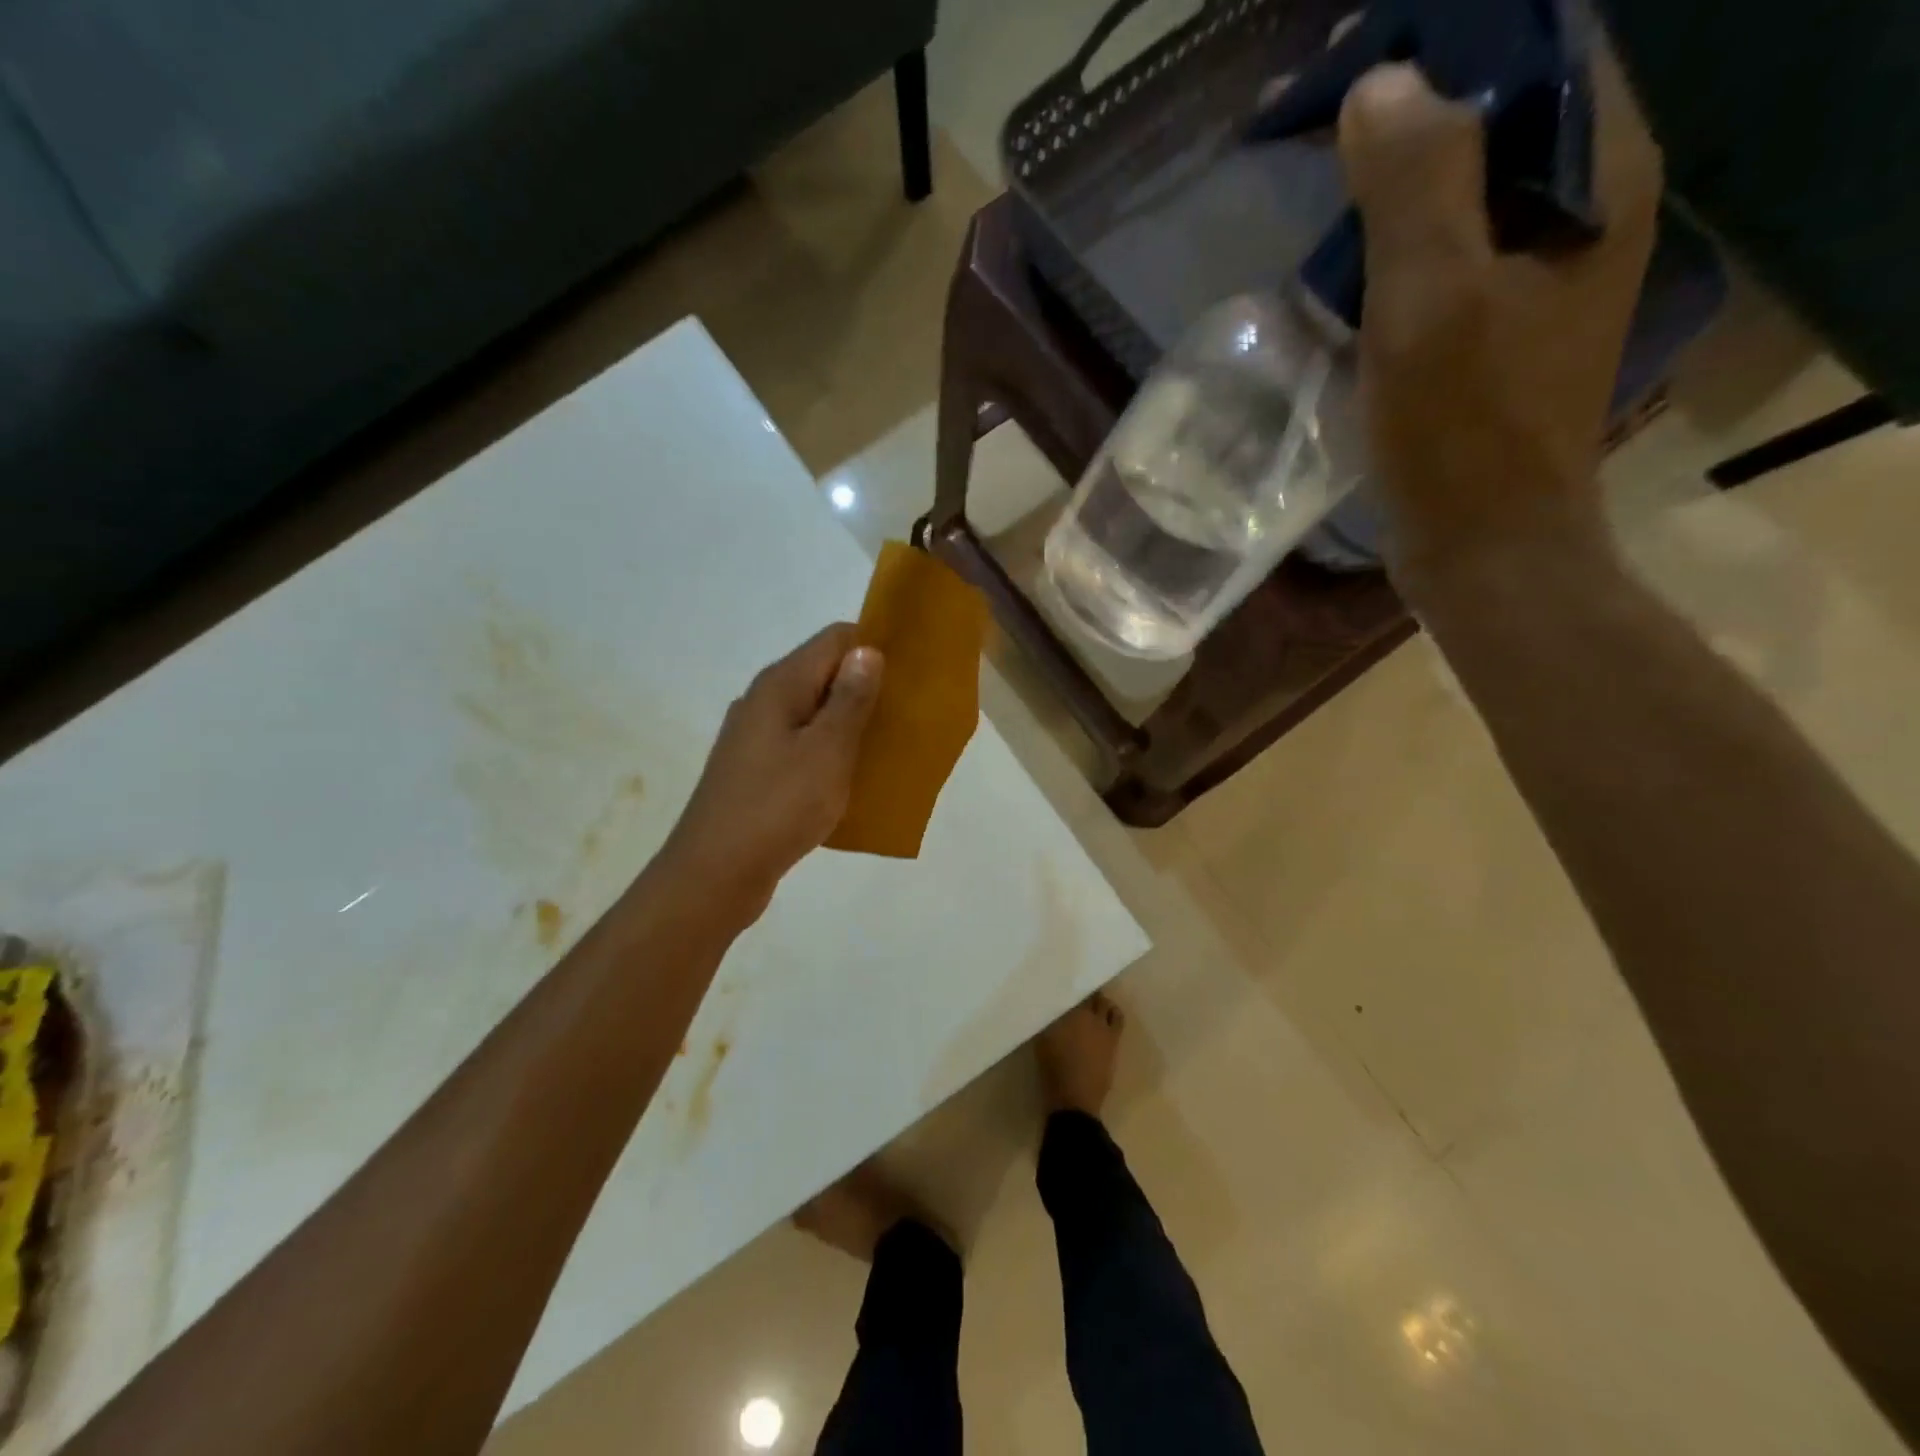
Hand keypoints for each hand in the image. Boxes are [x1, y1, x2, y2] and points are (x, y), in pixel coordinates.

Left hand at [660, 624, 881, 922]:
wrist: (715, 874)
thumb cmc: (778, 807)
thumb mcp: (827, 751)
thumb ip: (850, 699)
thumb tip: (867, 650)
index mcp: (780, 685)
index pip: (835, 639)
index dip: (873, 647)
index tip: (909, 674)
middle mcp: (763, 701)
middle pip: (823, 674)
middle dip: (866, 687)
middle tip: (906, 714)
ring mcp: (755, 737)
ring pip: (812, 713)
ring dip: (849, 723)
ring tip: (887, 747)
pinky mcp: (754, 770)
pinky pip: (801, 745)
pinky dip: (828, 752)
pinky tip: (850, 778)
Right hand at [1338, 50, 1662, 593]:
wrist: (1485, 548)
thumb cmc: (1460, 436)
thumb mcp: (1433, 304)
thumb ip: (1417, 184)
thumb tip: (1382, 84)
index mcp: (1594, 181)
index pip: (1535, 48)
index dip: (1444, 39)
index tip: (1347, 67)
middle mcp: (1584, 211)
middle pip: (1498, 115)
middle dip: (1407, 108)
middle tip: (1316, 124)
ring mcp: (1541, 276)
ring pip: (1467, 188)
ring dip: (1393, 180)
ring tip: (1319, 192)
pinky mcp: (1497, 330)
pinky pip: (1447, 254)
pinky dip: (1394, 245)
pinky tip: (1344, 268)